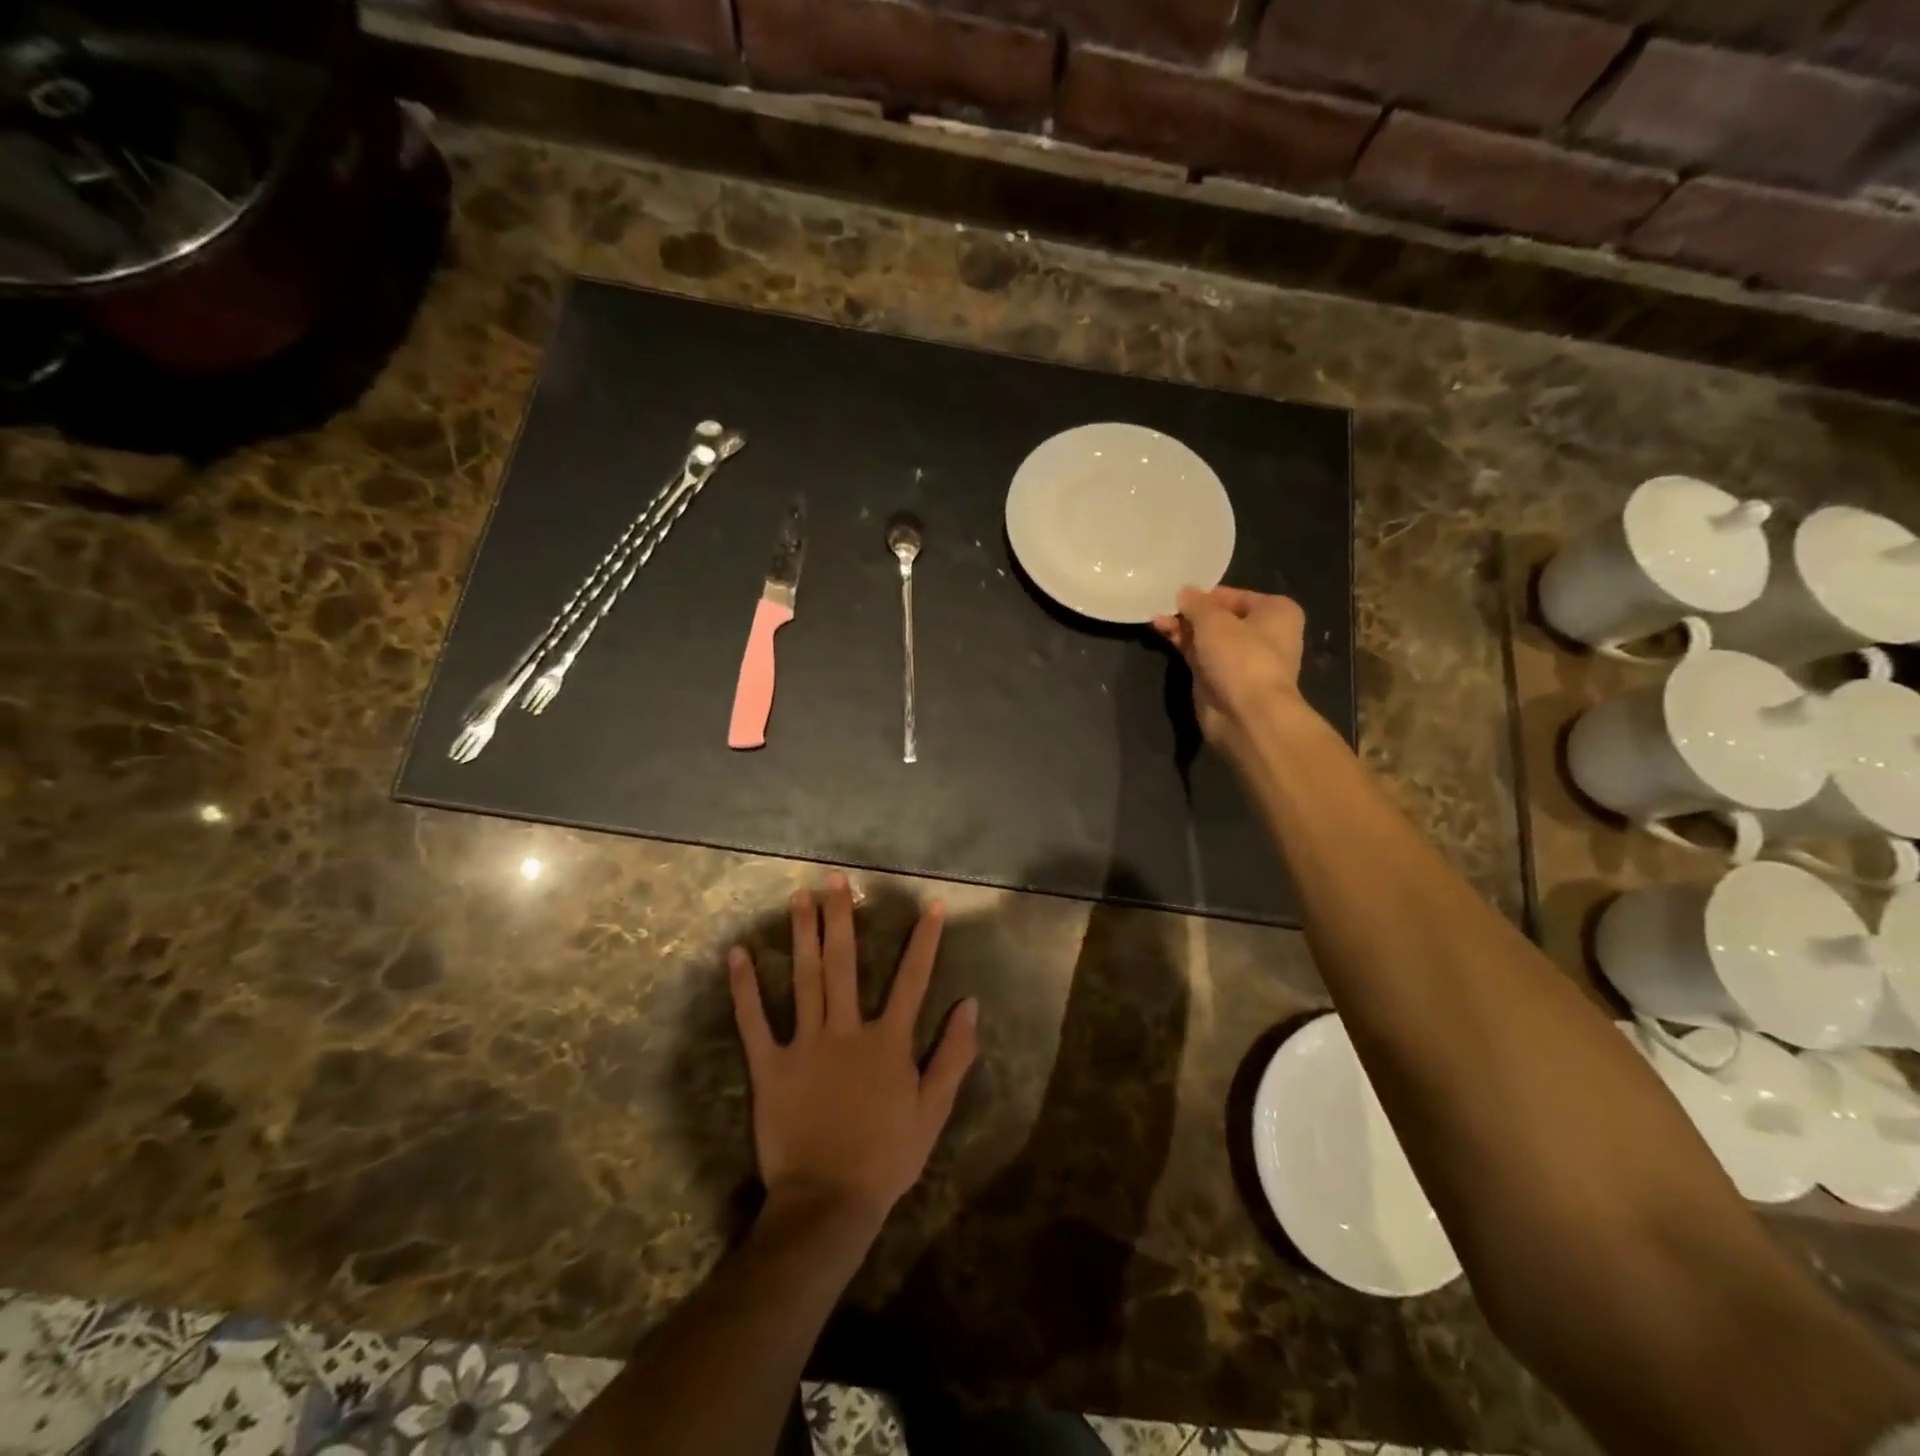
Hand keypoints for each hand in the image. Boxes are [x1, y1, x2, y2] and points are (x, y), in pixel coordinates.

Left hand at [729, 873, 979, 1232]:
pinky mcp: (771, 1066)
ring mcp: (805, 1045)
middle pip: (844, 964)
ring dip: (802, 935)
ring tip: (799, 896)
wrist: (829, 1203)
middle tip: (834, 878)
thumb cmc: (886, 1157)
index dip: (925, 941)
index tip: (932, 904)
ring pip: (804, 979)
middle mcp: (847, 1030)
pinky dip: (745, 987)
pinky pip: (755, 1021)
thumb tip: (970, 1005)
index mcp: (888, 1041)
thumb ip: (953, 1056)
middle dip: (840, 917)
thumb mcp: (933, 1111)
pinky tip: (738, 954)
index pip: (912, 980)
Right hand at [1153, 587, 1307, 748]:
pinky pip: (1200, 655)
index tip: (1176, 592)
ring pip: (1207, 637)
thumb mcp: (1214, 620)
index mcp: (1275, 611)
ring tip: (1155, 619)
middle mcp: (1263, 633)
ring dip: (1183, 628)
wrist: (1246, 715)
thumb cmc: (1240, 657)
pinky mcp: (1222, 679)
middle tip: (1161, 605)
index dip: (1204, 594)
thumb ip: (1196, 603)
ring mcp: (1241, 659)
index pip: (1233, 595)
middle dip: (1190, 612)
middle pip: (1219, 616)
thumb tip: (1184, 591)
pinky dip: (1183, 645)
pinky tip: (1162, 633)